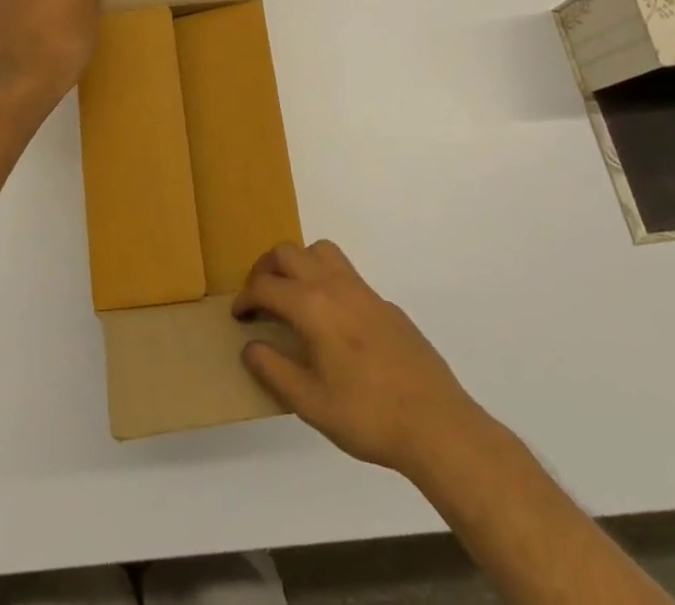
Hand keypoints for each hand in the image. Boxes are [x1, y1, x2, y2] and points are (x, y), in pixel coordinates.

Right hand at [234, 240, 480, 480]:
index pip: (266, 285)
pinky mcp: (383, 303)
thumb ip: (274, 370)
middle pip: (288, 253)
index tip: (238, 316)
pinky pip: (344, 272)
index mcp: (312, 306)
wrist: (436, 423)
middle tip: (258, 297)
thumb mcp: (311, 403)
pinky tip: (331, 319)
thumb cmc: (367, 415)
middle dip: (265, 268)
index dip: (245, 297)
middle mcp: (333, 285)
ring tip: (291, 294)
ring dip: (297, 263)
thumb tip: (250, 347)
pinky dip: (325, 279)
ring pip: (319, 251)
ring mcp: (362, 290)